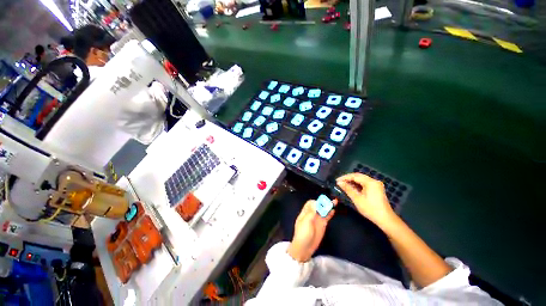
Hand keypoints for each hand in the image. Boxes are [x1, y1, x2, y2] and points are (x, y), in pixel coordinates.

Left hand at [287, 199, 336, 262]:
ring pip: (323, 210)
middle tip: (330, 201)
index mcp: (305, 212)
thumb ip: (311, 212)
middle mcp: (312, 214)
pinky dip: (330, 213)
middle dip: (323, 202)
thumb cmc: (303, 234)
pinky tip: (333, 210)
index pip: (310, 203)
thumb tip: (316, 203)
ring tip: (334, 202)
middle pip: (318, 205)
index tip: (321, 203)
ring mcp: (317, 219)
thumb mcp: (306, 222)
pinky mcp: (322, 225)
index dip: (316, 202)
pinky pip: (327, 217)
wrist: (304, 248)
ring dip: (328, 206)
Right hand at [336, 173, 394, 226]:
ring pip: (361, 179)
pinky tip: (351, 188)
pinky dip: (357, 185)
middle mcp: (374, 181)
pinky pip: (365, 183)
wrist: (385, 219)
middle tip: (339, 182)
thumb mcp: (357, 199)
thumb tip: (339, 182)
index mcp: (370, 182)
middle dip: (348, 178)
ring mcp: (376, 185)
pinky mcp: (376, 189)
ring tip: (343, 185)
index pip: (355, 176)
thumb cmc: (370, 209)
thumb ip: (348, 189)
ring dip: (352, 181)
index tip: (337, 180)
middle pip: (358, 176)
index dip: (345, 177)